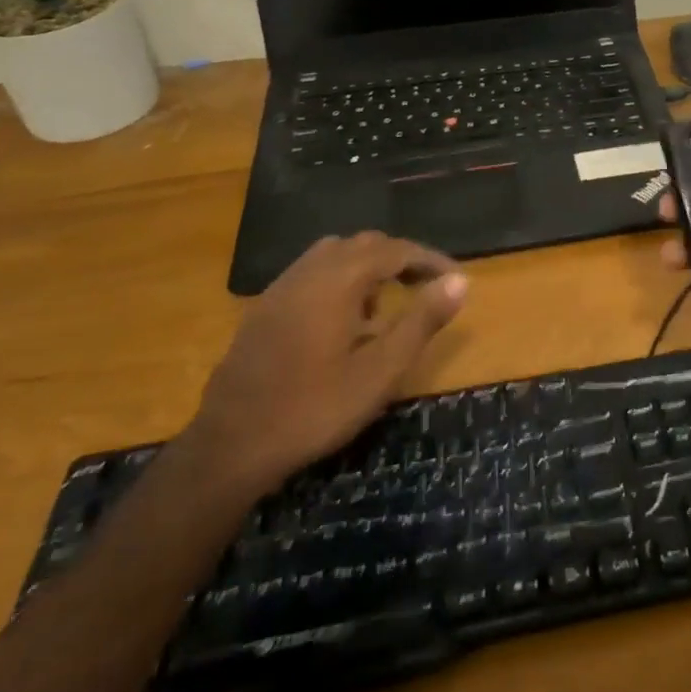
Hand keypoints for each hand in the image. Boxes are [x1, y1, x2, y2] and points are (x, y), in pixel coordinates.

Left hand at [188, 232, 467, 491]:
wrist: (230, 446)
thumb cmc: (314, 409)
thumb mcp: (380, 371)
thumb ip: (422, 321)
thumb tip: (460, 281)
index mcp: (339, 279)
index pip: (396, 250)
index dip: (429, 260)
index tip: (455, 278)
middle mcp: (309, 270)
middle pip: (365, 244)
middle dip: (400, 258)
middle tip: (426, 286)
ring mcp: (281, 287)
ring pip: (335, 255)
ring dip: (367, 267)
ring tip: (386, 302)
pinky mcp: (264, 308)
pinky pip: (311, 273)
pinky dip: (339, 280)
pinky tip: (343, 320)